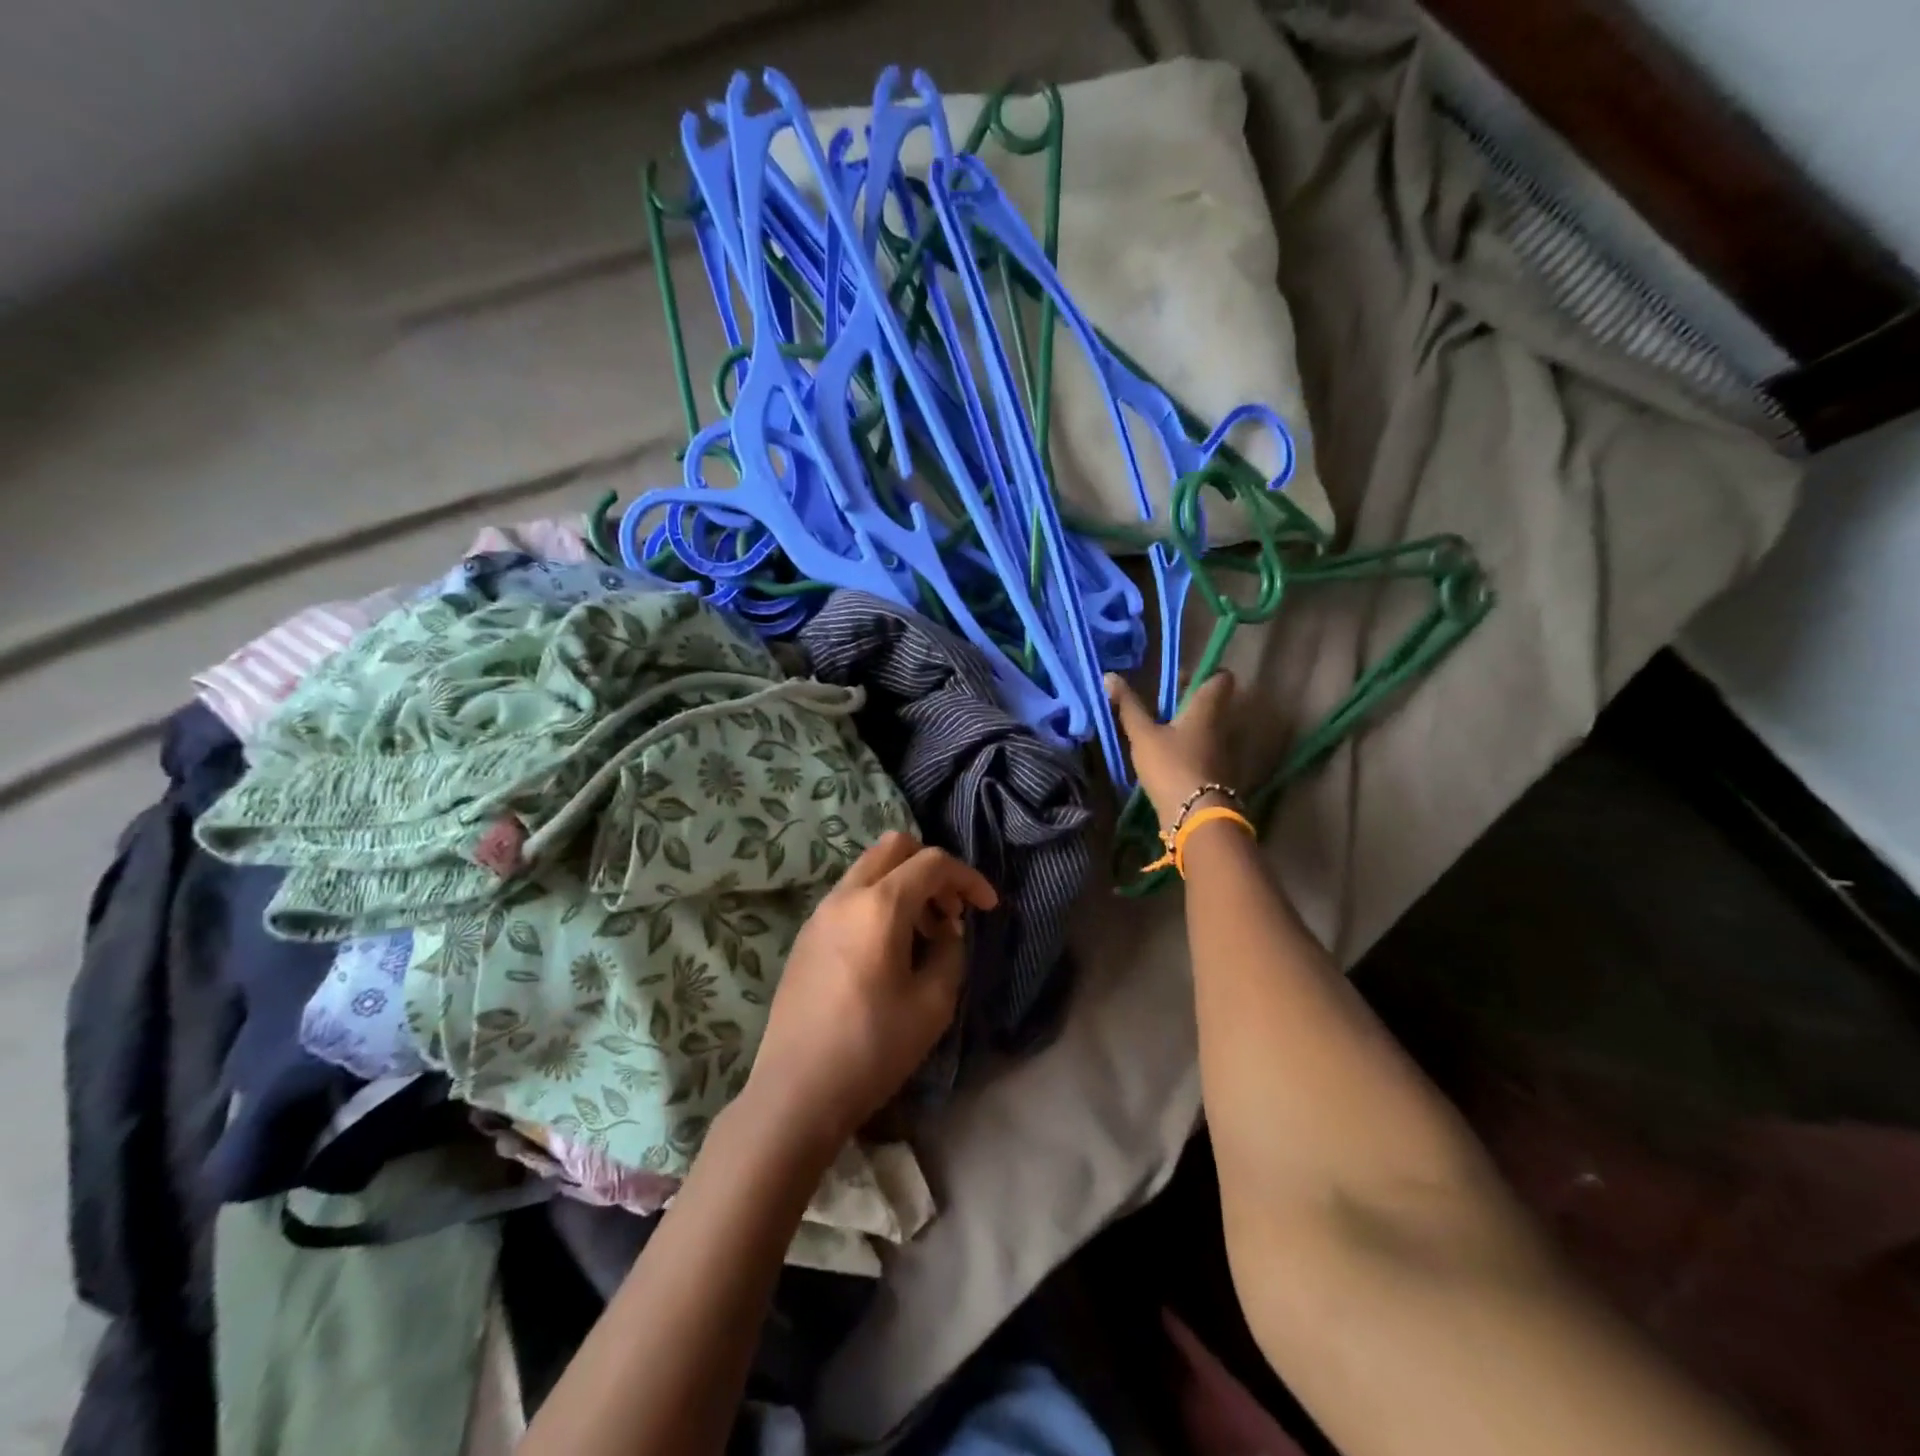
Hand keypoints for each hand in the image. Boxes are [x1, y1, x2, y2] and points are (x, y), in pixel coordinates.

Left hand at [744, 832, 997, 1149]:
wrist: (796, 1092)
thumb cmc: (873, 1048)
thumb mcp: (933, 1004)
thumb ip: (951, 953)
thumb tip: (946, 931)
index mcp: (880, 905)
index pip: (933, 863)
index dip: (969, 878)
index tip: (989, 907)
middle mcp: (845, 895)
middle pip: (895, 848)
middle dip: (932, 868)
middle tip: (951, 910)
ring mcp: (819, 913)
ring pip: (870, 869)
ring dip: (905, 885)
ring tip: (925, 934)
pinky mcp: (806, 935)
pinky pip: (851, 895)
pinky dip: (879, 901)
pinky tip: (889, 949)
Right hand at [1106, 670, 1237, 829]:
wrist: (1196, 816)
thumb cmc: (1171, 766)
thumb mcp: (1143, 735)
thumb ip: (1128, 706)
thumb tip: (1109, 675)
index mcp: (1207, 708)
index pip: (1221, 677)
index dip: (1204, 672)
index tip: (1179, 678)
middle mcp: (1221, 725)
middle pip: (1211, 703)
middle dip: (1187, 701)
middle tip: (1159, 704)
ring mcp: (1222, 752)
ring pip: (1206, 728)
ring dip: (1186, 726)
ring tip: (1157, 732)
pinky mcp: (1216, 774)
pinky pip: (1203, 750)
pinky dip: (1187, 749)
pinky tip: (1165, 757)